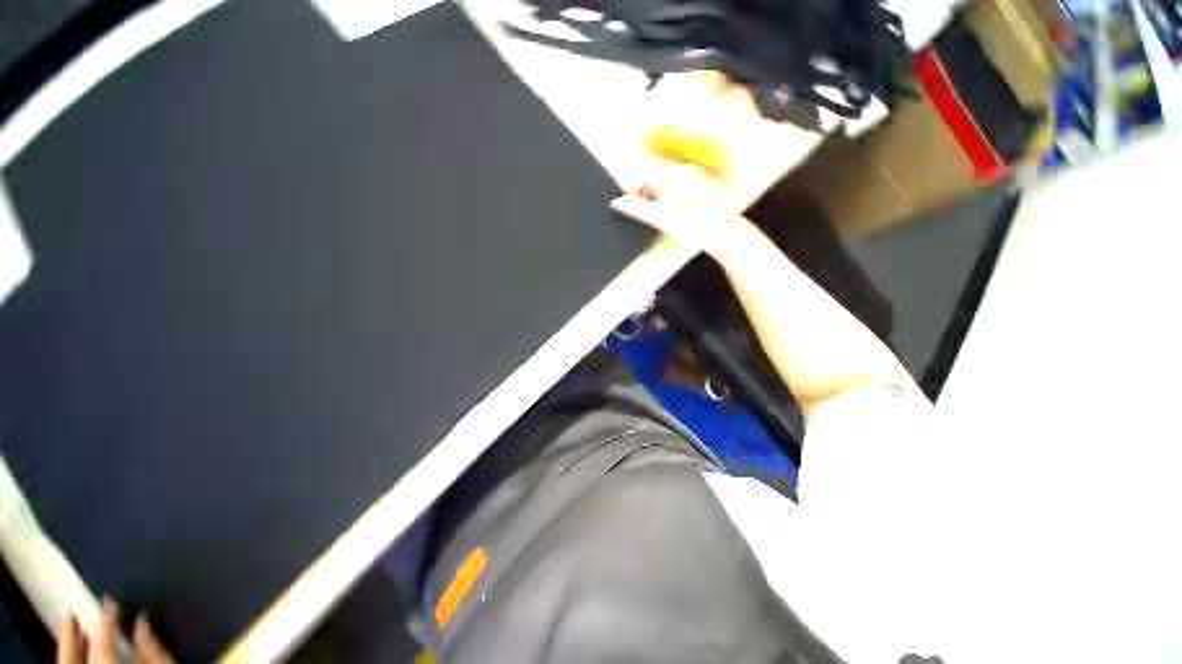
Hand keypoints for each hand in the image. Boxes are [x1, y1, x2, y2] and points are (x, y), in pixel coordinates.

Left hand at [58, 600, 173, 663]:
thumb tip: (142, 620)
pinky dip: (77, 662)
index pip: (104, 640)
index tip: (110, 603)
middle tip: (72, 615)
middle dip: (71, 638)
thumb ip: (152, 647)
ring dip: (71, 651)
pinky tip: (83, 655)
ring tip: (75, 632)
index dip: (107, 620)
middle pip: (75, 660)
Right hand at [610, 162, 756, 260]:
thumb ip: (635, 209)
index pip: (643, 176)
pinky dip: (675, 197)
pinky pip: (682, 187)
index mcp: (667, 175)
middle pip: (656, 178)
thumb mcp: (657, 218)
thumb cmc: (691, 224)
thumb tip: (618, 203)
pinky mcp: (703, 185)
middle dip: (648, 194)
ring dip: (661, 196)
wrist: (719, 230)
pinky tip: (679, 214)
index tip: (632, 203)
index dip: (635, 191)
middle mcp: (681, 171)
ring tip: (664, 216)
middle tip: (647, 213)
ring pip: (669, 182)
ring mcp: (694, 176)